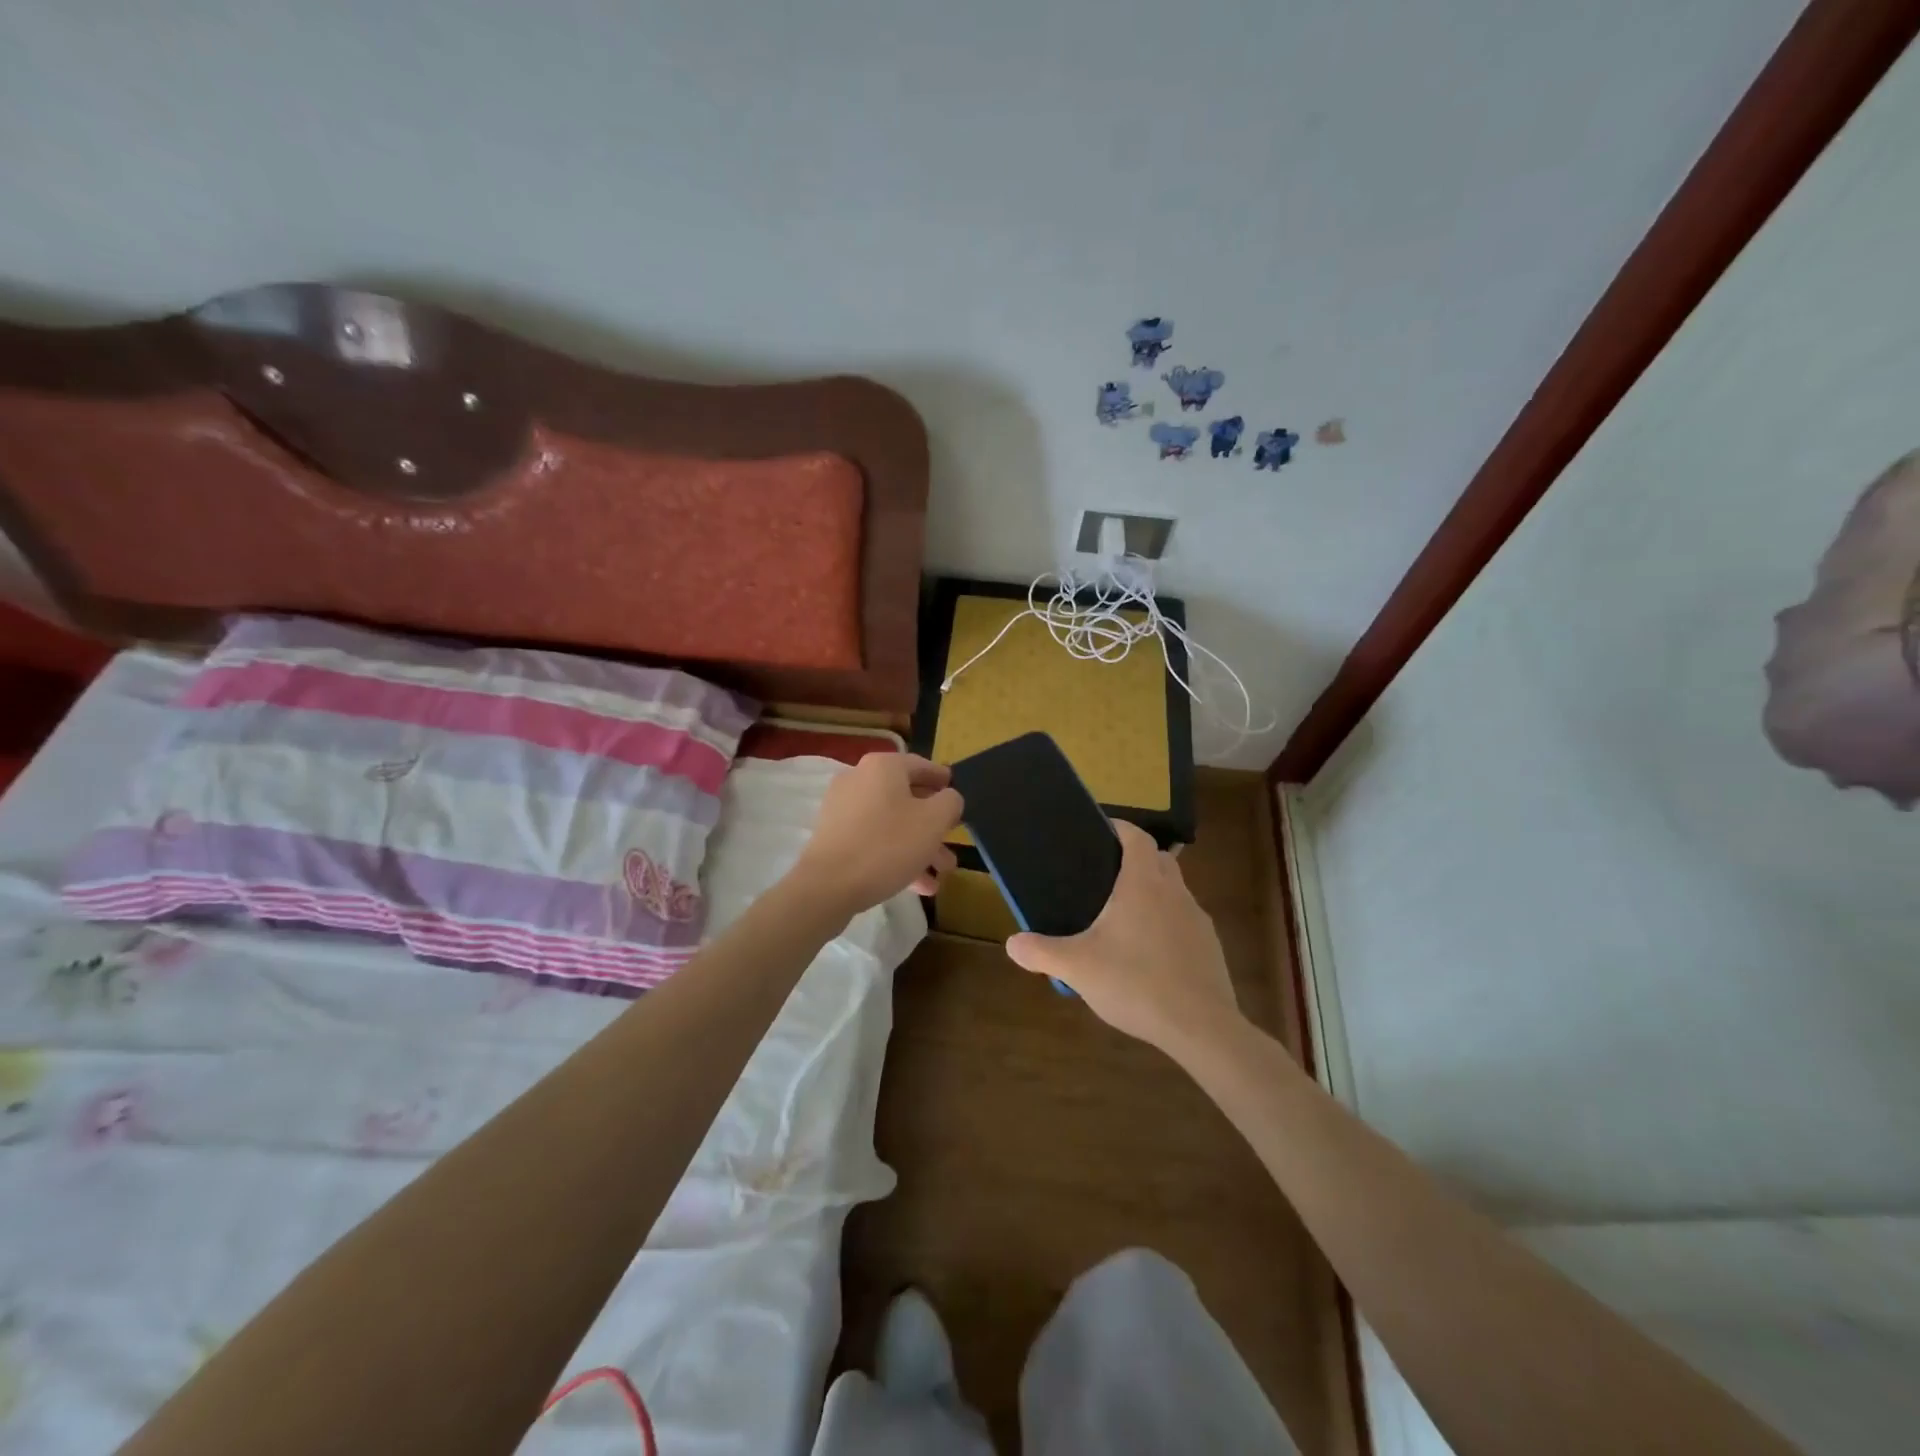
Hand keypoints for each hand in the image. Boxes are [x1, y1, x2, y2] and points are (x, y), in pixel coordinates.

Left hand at [791, 753, 962, 914]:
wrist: (828, 885)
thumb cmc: (888, 845)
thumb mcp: (933, 821)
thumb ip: (950, 802)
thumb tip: (948, 798)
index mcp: (883, 767)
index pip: (921, 765)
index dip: (942, 780)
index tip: (956, 794)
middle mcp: (859, 779)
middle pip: (906, 798)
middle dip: (933, 825)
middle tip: (952, 843)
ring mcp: (843, 809)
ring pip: (891, 823)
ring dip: (919, 846)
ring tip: (940, 874)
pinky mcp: (834, 836)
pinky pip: (873, 840)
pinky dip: (895, 856)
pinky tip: (917, 886)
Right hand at [1005, 820, 1241, 1055]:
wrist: (1200, 1027)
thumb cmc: (1136, 982)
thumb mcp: (1077, 968)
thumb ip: (1042, 952)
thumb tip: (1012, 944)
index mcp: (1143, 883)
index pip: (1137, 837)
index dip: (1120, 827)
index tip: (1101, 830)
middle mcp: (1174, 892)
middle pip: (1158, 859)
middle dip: (1136, 858)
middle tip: (1105, 874)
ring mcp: (1197, 919)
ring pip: (1174, 891)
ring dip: (1153, 893)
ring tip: (1123, 917)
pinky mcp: (1210, 947)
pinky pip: (1184, 922)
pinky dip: (1167, 924)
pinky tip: (1148, 954)